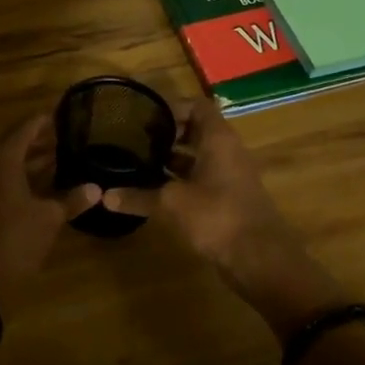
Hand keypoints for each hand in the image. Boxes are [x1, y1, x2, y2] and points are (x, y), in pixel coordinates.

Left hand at [0, 114, 99, 289]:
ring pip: (10, 161)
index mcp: (2, 158)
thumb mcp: (49, 218)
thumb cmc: (15, 238)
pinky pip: (3, 176)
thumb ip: (72, 199)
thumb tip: (96, 189)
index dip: (46, 120)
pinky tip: (46, 182)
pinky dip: (23, 174)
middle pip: (16, 142)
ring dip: (33, 158)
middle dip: (41, 139)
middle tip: (67, 135)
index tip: (66, 114)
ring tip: (62, 154)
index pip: (26, 127)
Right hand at [107, 98, 347, 337]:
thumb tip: (104, 196)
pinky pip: (200, 178)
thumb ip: (139, 197)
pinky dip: (179, 180)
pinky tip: (155, 190)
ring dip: (171, 158)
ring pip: (197, 156)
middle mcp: (226, 151)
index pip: (197, 106)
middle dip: (166, 133)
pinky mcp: (227, 198)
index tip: (144, 117)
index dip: (172, 106)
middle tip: (134, 139)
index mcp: (218, 139)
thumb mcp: (172, 203)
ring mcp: (229, 175)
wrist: (260, 259)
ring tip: (138, 162)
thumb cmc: (218, 216)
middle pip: (196, 130)